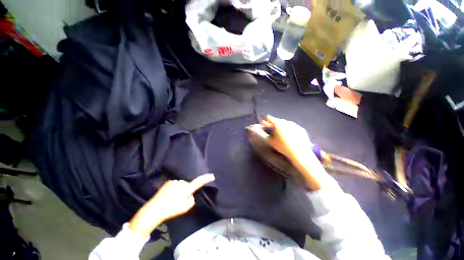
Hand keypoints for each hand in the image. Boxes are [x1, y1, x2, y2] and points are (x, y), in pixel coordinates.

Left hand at [129, 174, 214, 237]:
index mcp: (186, 189)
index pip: (198, 182)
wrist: (154, 209)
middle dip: (186, 191)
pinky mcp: (168, 182)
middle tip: (179, 200)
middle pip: (188, 186)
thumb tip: (189, 195)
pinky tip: (168, 196)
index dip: (206, 179)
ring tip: (172, 199)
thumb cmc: (171, 209)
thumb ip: (191, 199)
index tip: (212, 176)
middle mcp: (181, 182)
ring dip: (180, 190)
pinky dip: (174, 189)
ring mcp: (174, 181)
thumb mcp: (186, 207)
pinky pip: (175, 185)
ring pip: (181, 185)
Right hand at [249, 115, 326, 189]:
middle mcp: (286, 121)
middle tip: (274, 132)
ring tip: (282, 136)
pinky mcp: (301, 128)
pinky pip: (292, 127)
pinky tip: (291, 137)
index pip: (268, 117)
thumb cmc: (281, 146)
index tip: (265, 126)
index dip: (266, 122)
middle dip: (274, 124)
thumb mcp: (269, 141)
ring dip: (282, 127)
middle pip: (277, 120)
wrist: (299, 153)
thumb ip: (262, 134)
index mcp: (277, 123)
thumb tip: (255, 129)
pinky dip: (290, 130)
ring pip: (285, 123)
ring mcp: (294, 124)